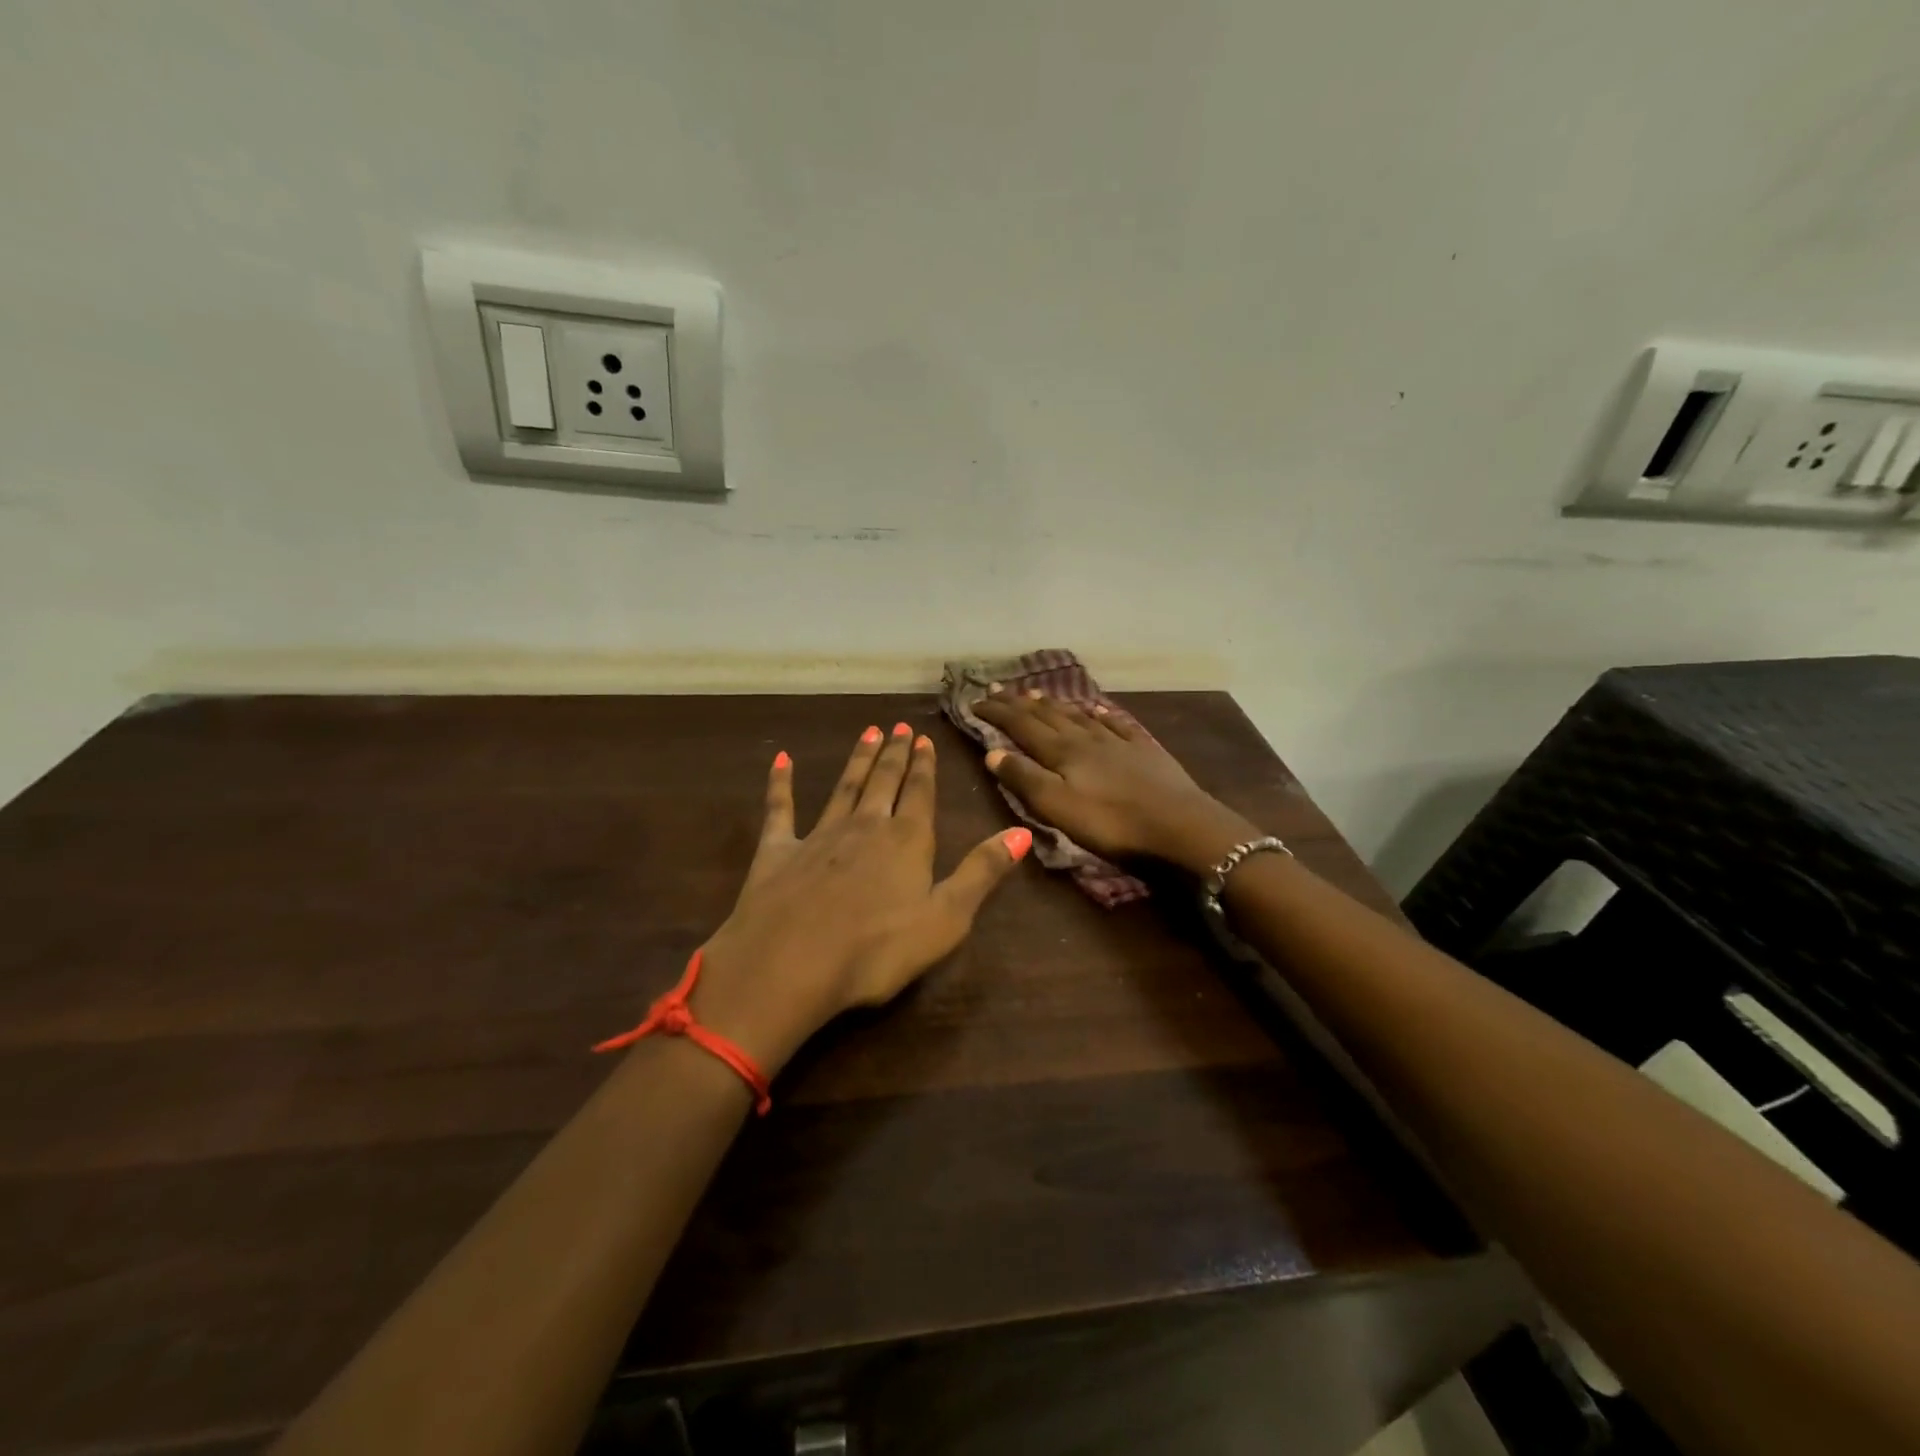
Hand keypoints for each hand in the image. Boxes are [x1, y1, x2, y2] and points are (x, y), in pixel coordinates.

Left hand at [690, 723, 1030, 1075]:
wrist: (790, 963)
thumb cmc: (877, 949)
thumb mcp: (947, 918)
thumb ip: (982, 872)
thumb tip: (1023, 832)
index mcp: (907, 841)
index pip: (920, 794)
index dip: (925, 767)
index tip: (924, 739)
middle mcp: (865, 826)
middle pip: (884, 782)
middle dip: (895, 754)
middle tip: (899, 726)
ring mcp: (819, 835)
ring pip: (844, 787)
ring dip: (858, 760)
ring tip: (868, 732)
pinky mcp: (778, 851)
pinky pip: (780, 808)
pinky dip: (781, 783)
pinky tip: (781, 760)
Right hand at [973, 689, 1256, 875]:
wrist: (1180, 826)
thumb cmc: (1113, 824)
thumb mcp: (1058, 808)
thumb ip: (1025, 779)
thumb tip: (991, 752)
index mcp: (1063, 752)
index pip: (1021, 726)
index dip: (997, 713)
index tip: (975, 701)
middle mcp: (1086, 739)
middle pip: (1047, 715)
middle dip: (1019, 703)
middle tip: (998, 688)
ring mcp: (1117, 742)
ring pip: (1078, 716)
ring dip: (1053, 704)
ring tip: (1035, 694)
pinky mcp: (1144, 751)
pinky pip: (1115, 724)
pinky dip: (1098, 714)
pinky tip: (1095, 709)